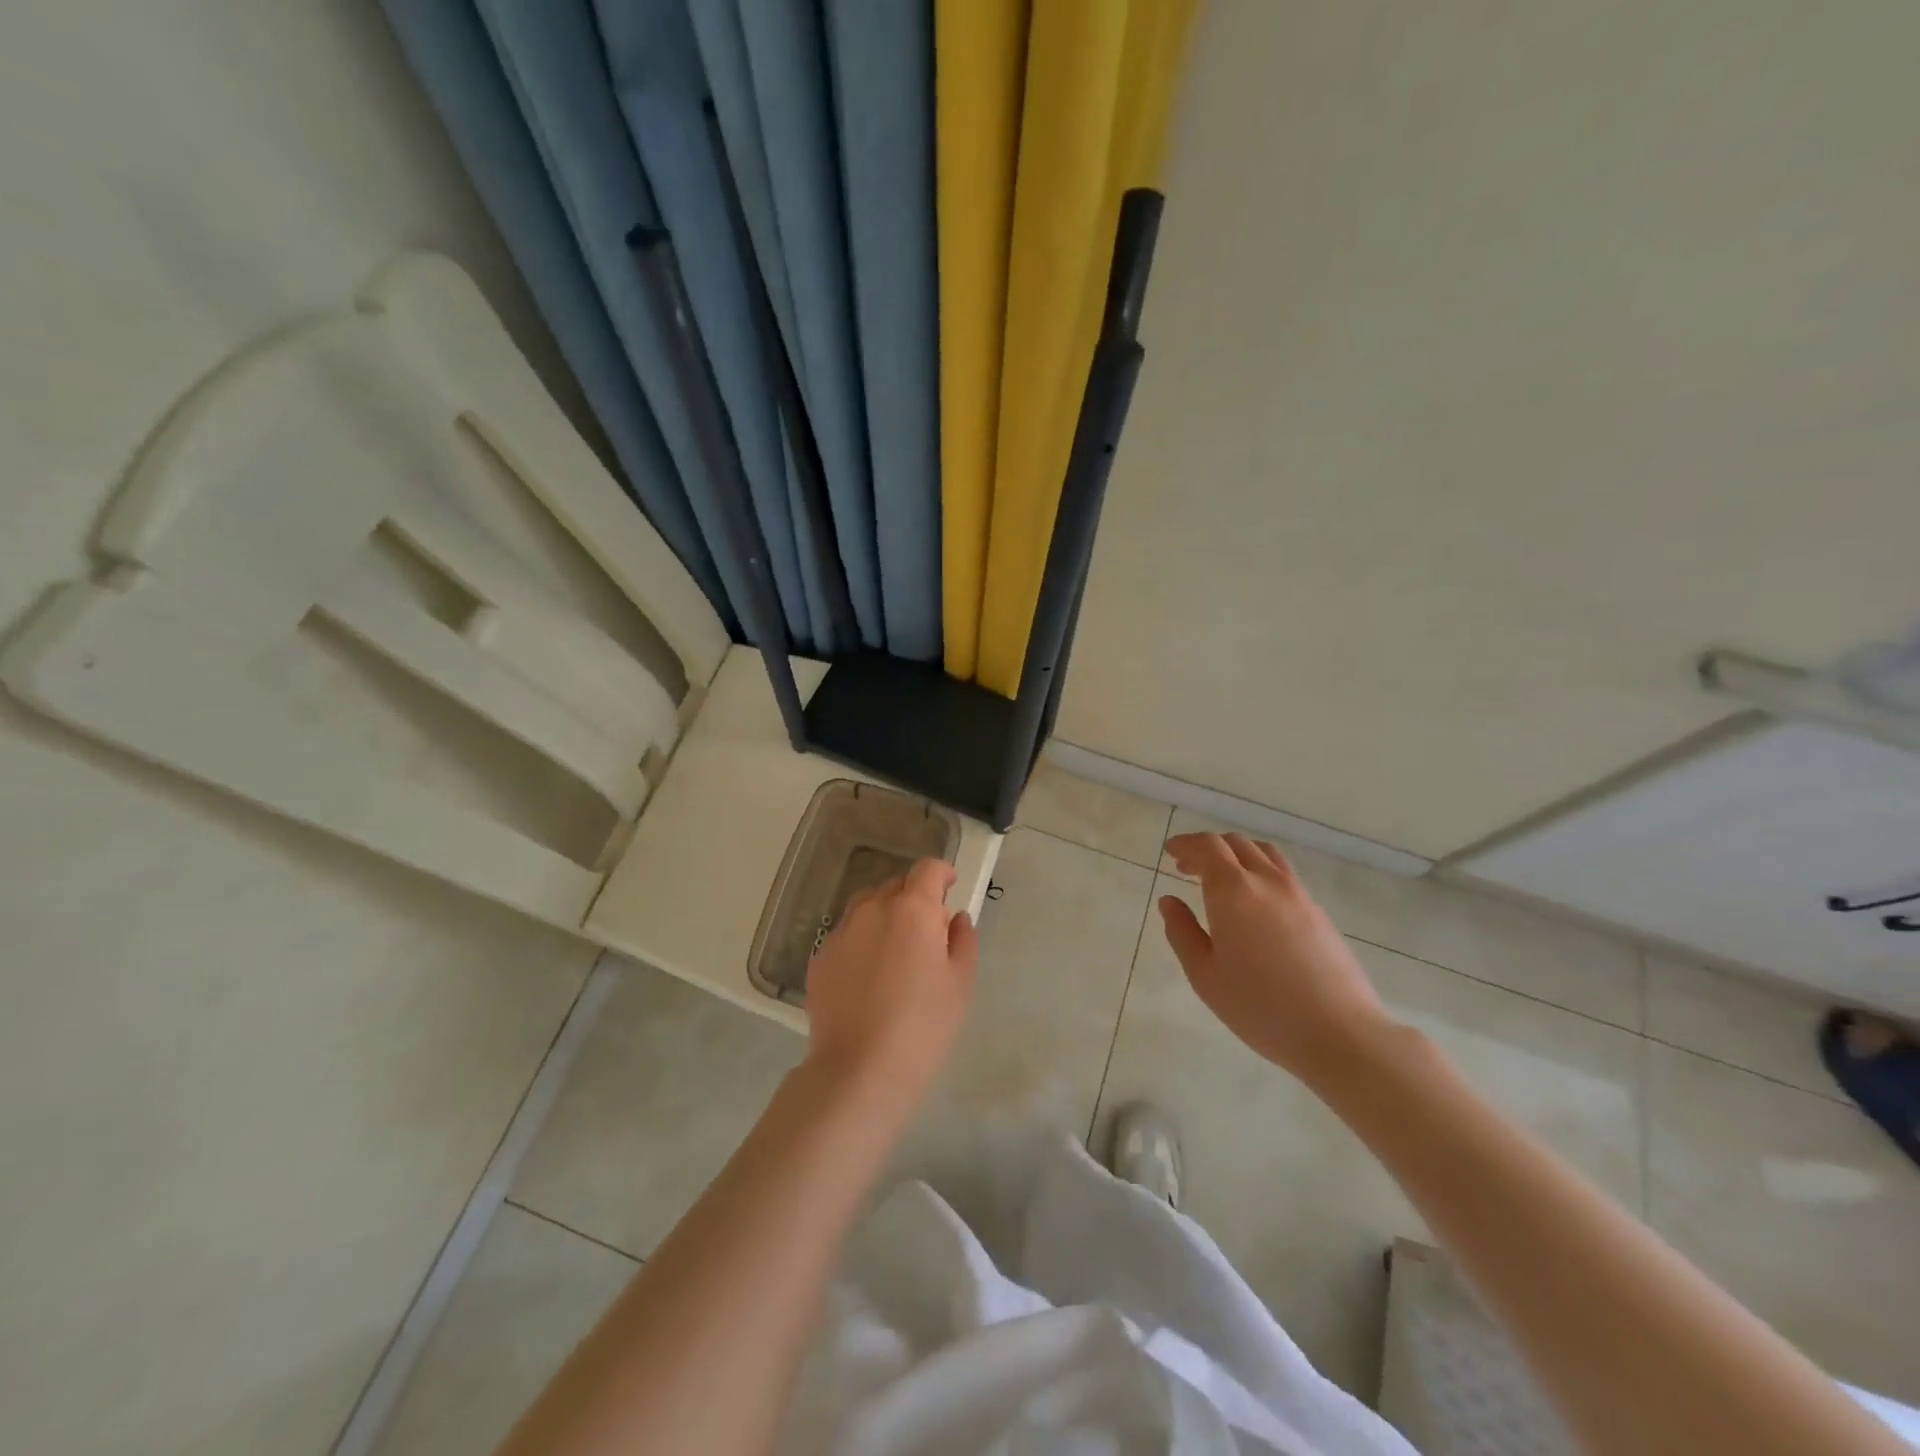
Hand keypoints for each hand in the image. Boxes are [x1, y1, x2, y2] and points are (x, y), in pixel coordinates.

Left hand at [804, 859, 978, 1115]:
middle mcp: (872, 910)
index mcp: (912, 910)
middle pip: (895, 885)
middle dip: (914, 897)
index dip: (942, 873)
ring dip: (884, 914)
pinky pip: (847, 935)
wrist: (860, 1070)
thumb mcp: (960, 983)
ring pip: (866, 906)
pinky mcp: (820, 958)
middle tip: (927, 931)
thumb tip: (954, 918)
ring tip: (895, 950)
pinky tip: (868, 977)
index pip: (927, 869)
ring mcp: (841, 933)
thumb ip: (962, 940)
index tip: (950, 887)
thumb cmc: (923, 1025)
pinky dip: (861, 941)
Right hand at [1159, 833, 1391, 1084]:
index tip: (1171, 851)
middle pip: (1236, 844)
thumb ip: (1182, 932)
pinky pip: (1284, 875)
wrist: (1338, 1032)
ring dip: (1238, 855)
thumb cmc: (1259, 1006)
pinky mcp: (1319, 912)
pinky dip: (1261, 873)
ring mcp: (1298, 894)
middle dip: (1208, 849)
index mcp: (1233, 890)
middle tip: (1188, 867)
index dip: (1187, 843)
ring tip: (1223, 878)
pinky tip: (1256, 904)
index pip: (1208, 846)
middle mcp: (1266, 881)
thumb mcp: (1205, 975)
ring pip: (1265, 854)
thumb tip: (1169, 901)